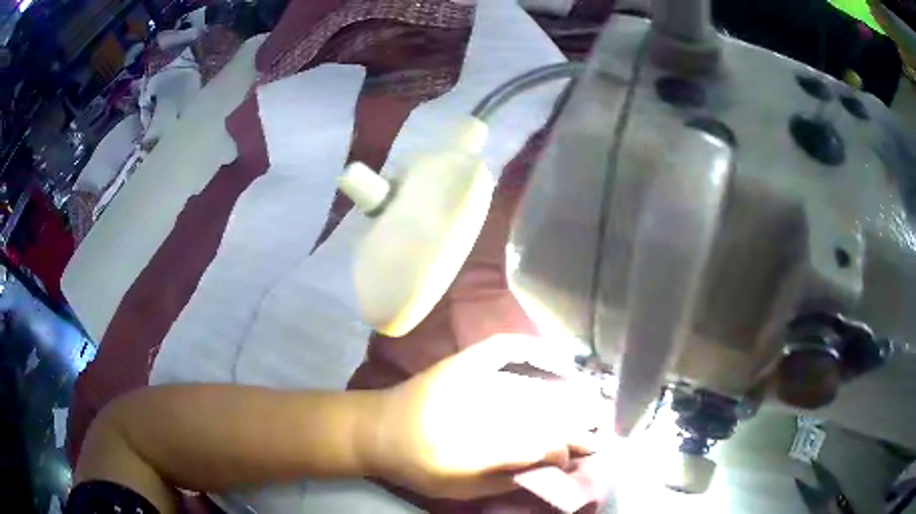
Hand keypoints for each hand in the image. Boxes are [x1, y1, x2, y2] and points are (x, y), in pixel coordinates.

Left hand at [359, 335, 607, 499]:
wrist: (376, 429)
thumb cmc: (416, 466)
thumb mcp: (459, 489)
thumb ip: (504, 480)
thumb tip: (546, 469)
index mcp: (478, 446)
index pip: (539, 445)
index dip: (564, 451)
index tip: (577, 457)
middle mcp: (481, 408)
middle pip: (542, 416)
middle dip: (575, 427)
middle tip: (598, 434)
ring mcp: (473, 379)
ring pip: (533, 390)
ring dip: (565, 400)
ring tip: (591, 406)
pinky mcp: (463, 363)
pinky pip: (504, 349)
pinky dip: (531, 350)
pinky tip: (551, 358)